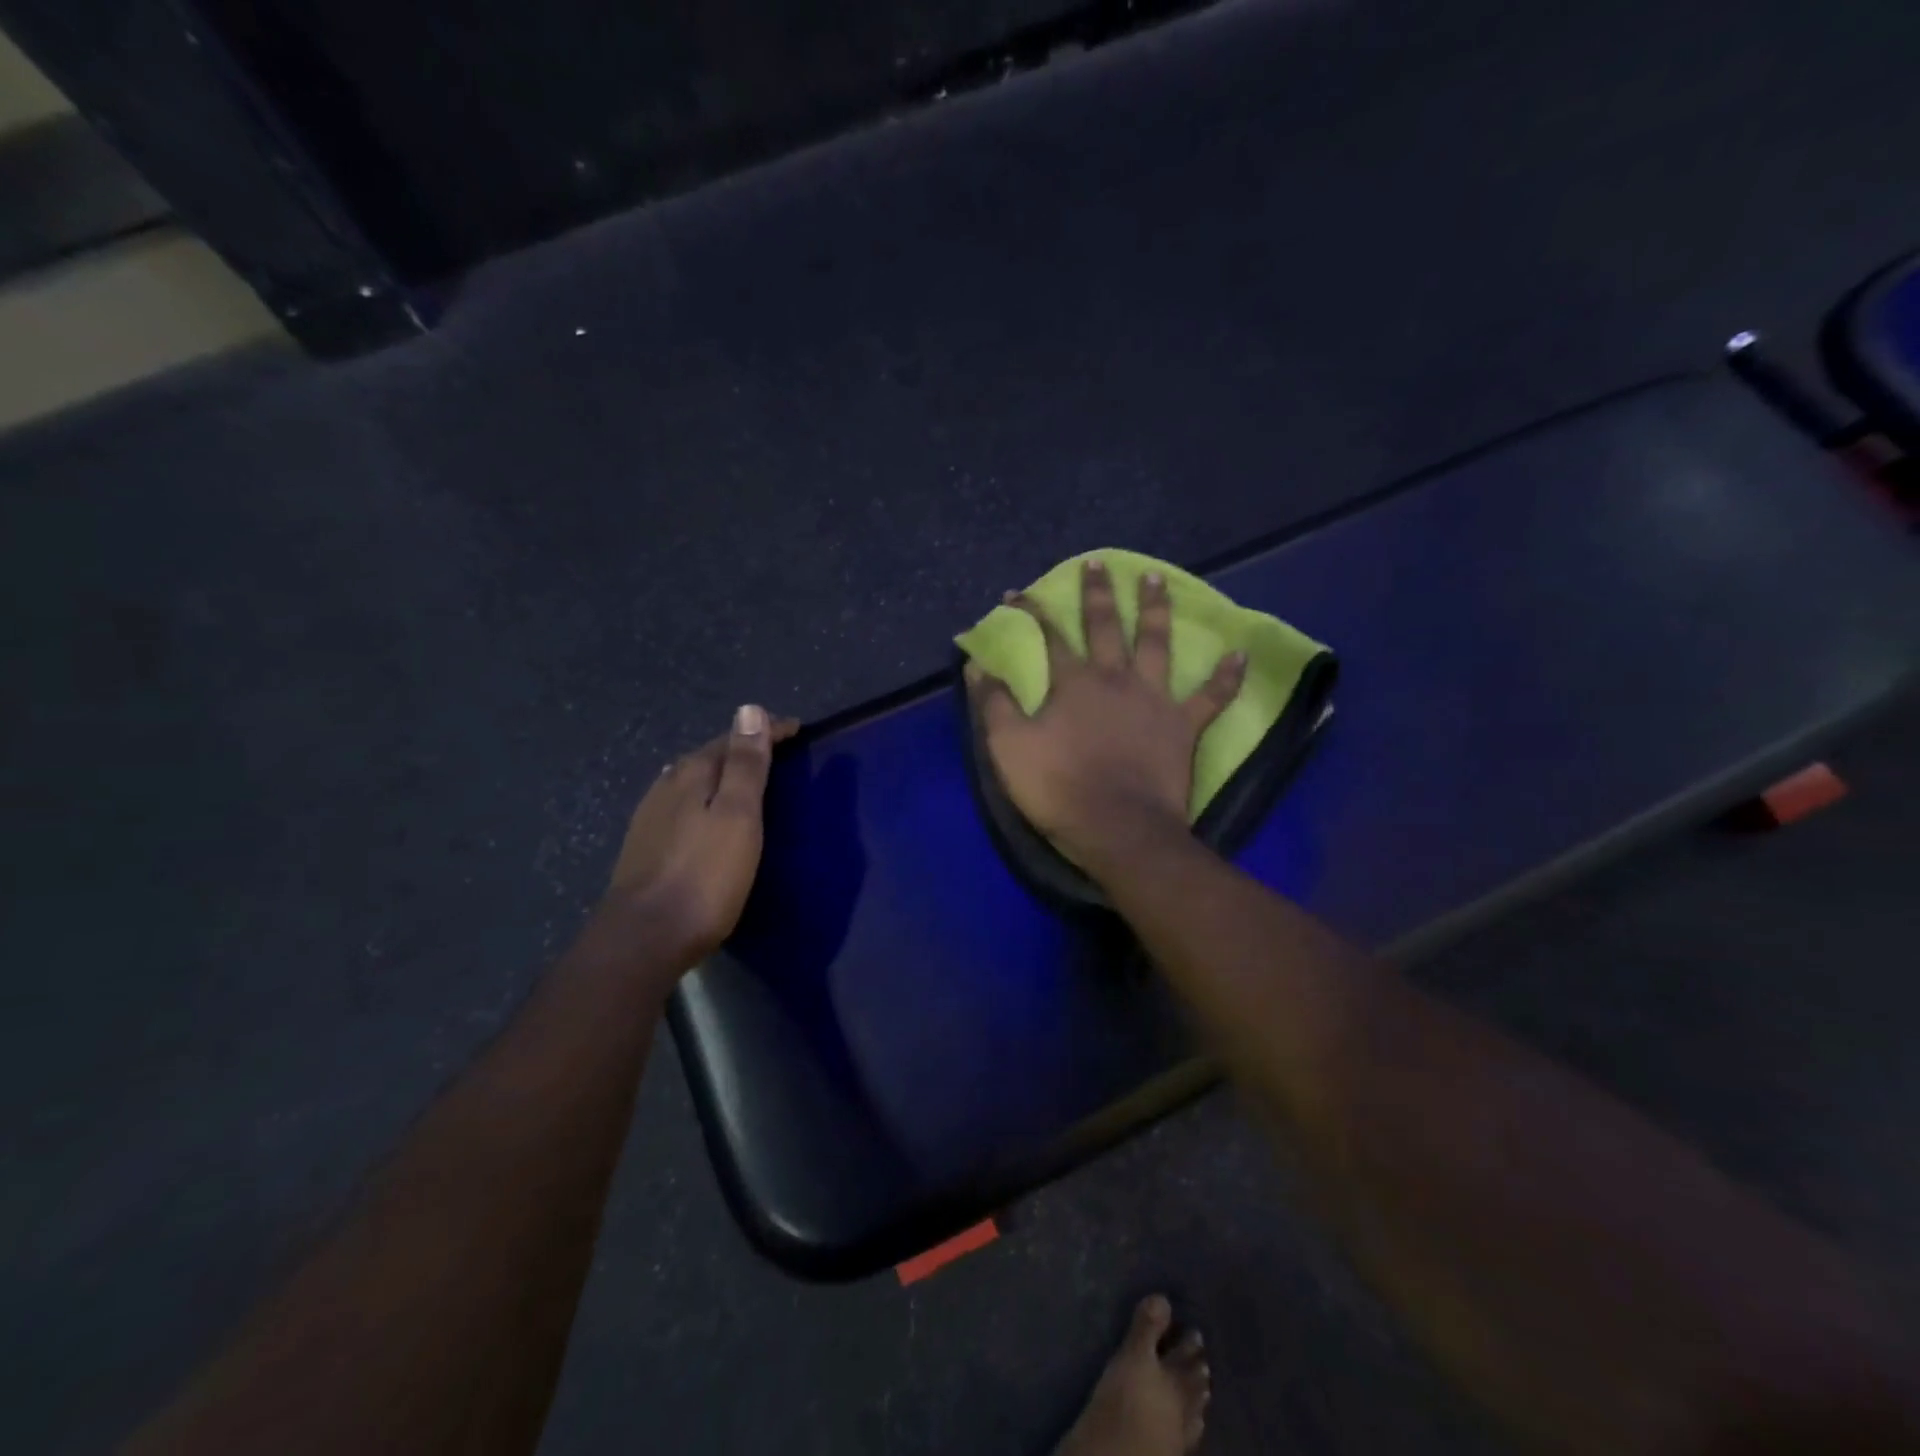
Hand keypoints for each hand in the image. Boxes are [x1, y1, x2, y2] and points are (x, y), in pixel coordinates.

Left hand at [605, 704, 799, 968]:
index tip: (796, 729)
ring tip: (743, 780)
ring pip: (690, 780)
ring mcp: (650, 818)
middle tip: (775, 753)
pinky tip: (701, 813)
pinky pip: (679, 805)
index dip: (766, 731)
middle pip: (708, 756)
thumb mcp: (738, 816)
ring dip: (718, 773)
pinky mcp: (644, 847)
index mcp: (691, 774)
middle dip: (741, 749)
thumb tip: (749, 709)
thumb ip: (746, 765)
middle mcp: (666, 787)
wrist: (645, 937)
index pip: (733, 739)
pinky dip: (701, 798)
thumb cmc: (704, 875)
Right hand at [967, 560, 1244, 867]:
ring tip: (1157, 580)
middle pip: (1105, 627)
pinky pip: (1211, 697)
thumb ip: (993, 702)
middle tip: (1099, 563)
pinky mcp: (1182, 726)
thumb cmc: (1058, 787)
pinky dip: (1226, 677)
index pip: (1049, 637)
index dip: (1033, 613)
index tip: (1019, 593)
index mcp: (1073, 683)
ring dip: (1156, 610)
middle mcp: (1114, 679)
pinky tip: (1239, 654)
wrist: (1117, 828)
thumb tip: (978, 664)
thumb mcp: (1008, 746)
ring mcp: (1153, 699)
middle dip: (1098, 594)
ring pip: (1156, 644)